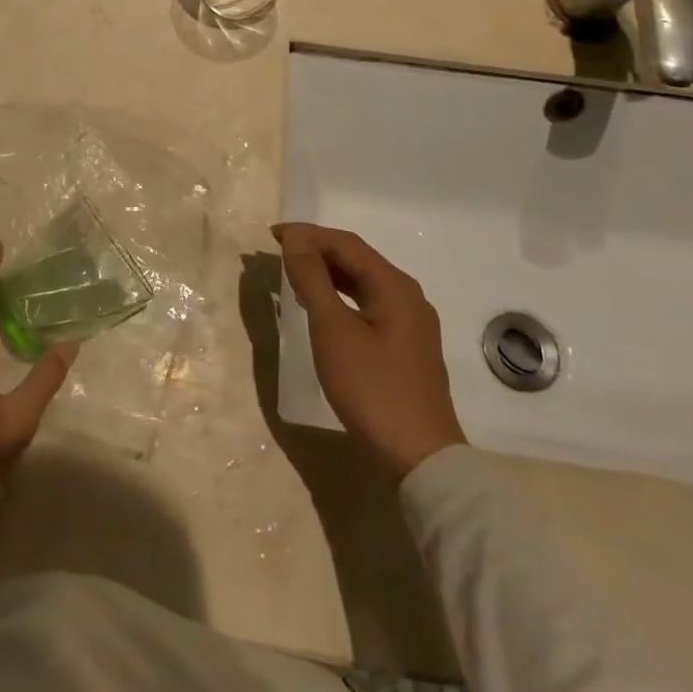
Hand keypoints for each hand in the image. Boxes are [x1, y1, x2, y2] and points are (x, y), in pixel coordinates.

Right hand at [273, 222, 465, 478]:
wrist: (420, 456)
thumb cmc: (372, 387)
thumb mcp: (333, 329)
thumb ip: (313, 279)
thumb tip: (296, 240)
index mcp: (395, 286)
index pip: (346, 243)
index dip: (307, 234)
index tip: (272, 235)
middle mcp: (407, 296)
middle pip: (357, 259)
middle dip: (316, 249)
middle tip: (278, 250)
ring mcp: (410, 322)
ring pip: (362, 282)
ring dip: (327, 272)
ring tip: (292, 272)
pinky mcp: (405, 345)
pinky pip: (367, 303)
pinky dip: (339, 295)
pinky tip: (320, 305)